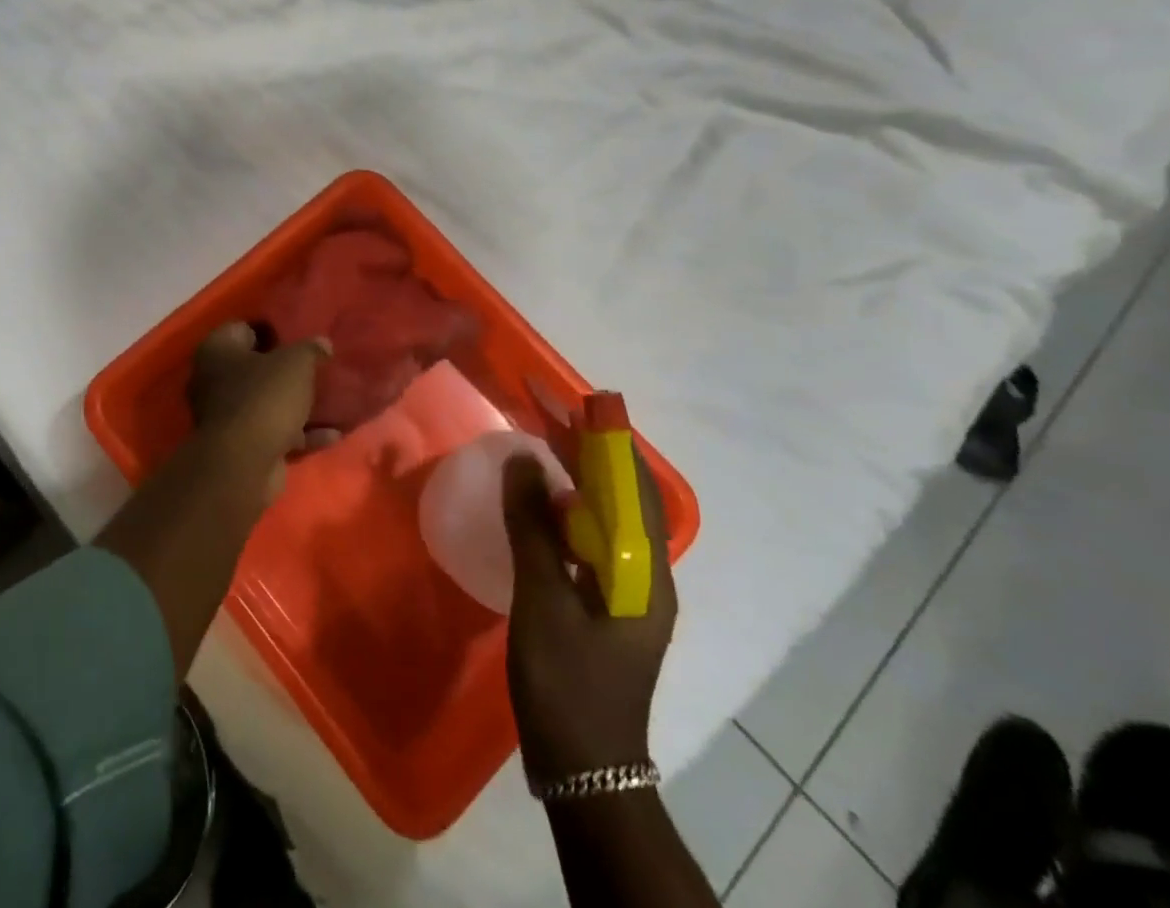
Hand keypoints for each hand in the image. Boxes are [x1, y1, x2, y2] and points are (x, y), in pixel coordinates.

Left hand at [186, 322, 327, 498]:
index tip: (300, 334)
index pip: (243, 328)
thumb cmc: (264, 397)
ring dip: (295, 404)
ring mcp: (225, 415)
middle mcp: (213, 379)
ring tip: (330, 399)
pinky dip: (300, 433)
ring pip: (266, 402)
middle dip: (285, 369)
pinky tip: (331, 434)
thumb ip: (310, 349)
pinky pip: (274, 432)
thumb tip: (321, 343)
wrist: (244, 463)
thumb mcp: (296, 363)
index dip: (272, 330)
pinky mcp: (241, 446)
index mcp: (217, 350)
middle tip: (316, 366)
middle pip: (255, 367)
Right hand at [503, 424, 677, 780]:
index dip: (608, 439)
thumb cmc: (568, 683)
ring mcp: (628, 591)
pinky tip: (540, 504)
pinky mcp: (607, 604)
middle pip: (624, 497)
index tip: (576, 400)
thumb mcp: (544, 600)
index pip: (635, 487)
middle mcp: (647, 575)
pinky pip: (592, 540)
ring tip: (542, 443)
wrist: (584, 770)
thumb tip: (522, 461)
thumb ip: (533, 528)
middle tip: (548, 412)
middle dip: (590, 450)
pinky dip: (568, 511)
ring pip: (607, 517)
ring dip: (578, 477)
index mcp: (646, 573)